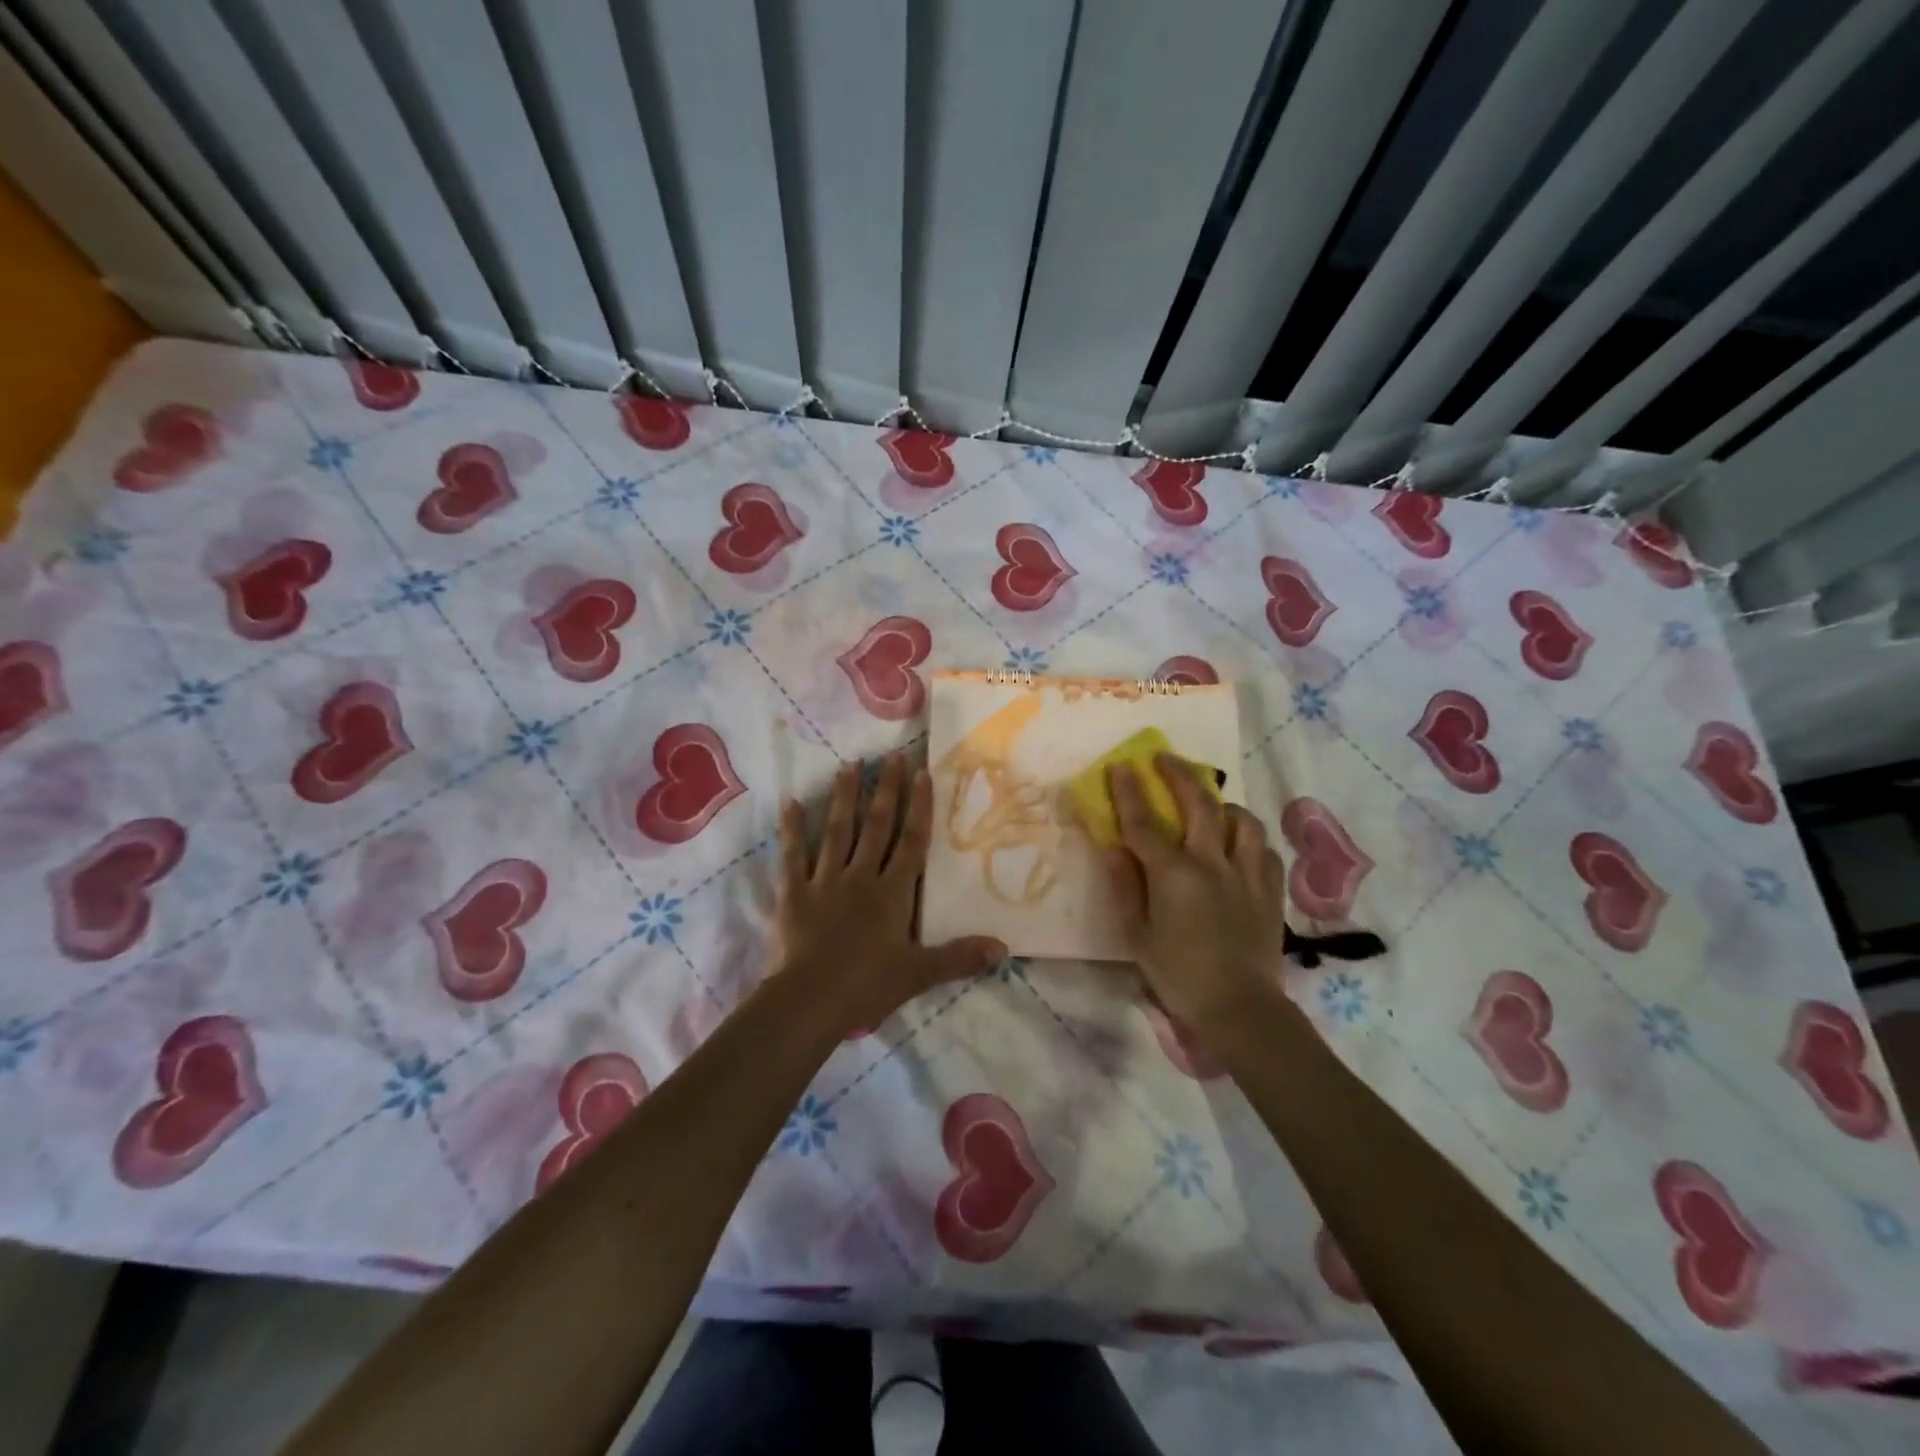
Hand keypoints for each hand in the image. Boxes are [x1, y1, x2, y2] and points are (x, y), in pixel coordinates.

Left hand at [777, 753, 1005, 1034]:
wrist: (810, 1001)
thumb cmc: (867, 986)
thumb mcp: (919, 974)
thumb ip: (960, 958)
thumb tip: (1004, 949)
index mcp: (893, 893)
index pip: (911, 842)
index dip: (918, 808)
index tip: (921, 774)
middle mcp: (861, 877)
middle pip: (876, 827)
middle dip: (885, 790)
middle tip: (890, 756)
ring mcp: (825, 881)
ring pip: (837, 831)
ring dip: (844, 797)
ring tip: (849, 766)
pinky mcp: (794, 893)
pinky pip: (792, 855)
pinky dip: (791, 829)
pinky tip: (789, 802)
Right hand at [1103, 754, 1289, 1033]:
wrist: (1240, 1009)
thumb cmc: (1178, 975)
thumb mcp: (1137, 935)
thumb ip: (1125, 887)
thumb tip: (1112, 847)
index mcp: (1174, 874)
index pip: (1144, 822)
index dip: (1129, 791)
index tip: (1121, 765)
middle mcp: (1212, 863)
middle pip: (1199, 804)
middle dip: (1179, 774)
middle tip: (1164, 759)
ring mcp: (1247, 875)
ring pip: (1241, 821)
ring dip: (1222, 805)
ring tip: (1210, 806)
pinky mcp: (1271, 891)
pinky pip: (1264, 851)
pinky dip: (1249, 840)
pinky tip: (1240, 846)